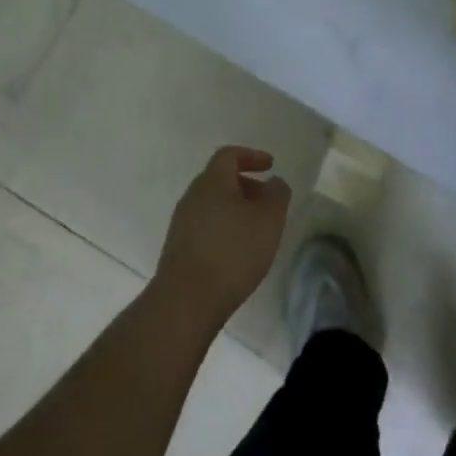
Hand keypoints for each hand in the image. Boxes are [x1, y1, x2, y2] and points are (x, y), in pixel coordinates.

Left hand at [153, 146, 291, 327]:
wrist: (186, 300)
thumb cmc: (233, 252)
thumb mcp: (269, 220)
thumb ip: (277, 195)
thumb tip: (274, 182)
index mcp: (212, 182)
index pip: (229, 155)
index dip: (251, 156)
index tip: (270, 166)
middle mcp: (192, 196)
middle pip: (219, 179)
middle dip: (246, 185)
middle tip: (267, 201)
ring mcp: (182, 222)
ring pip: (212, 204)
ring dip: (235, 209)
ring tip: (257, 230)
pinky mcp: (179, 247)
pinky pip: (206, 225)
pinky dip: (224, 227)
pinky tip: (238, 250)